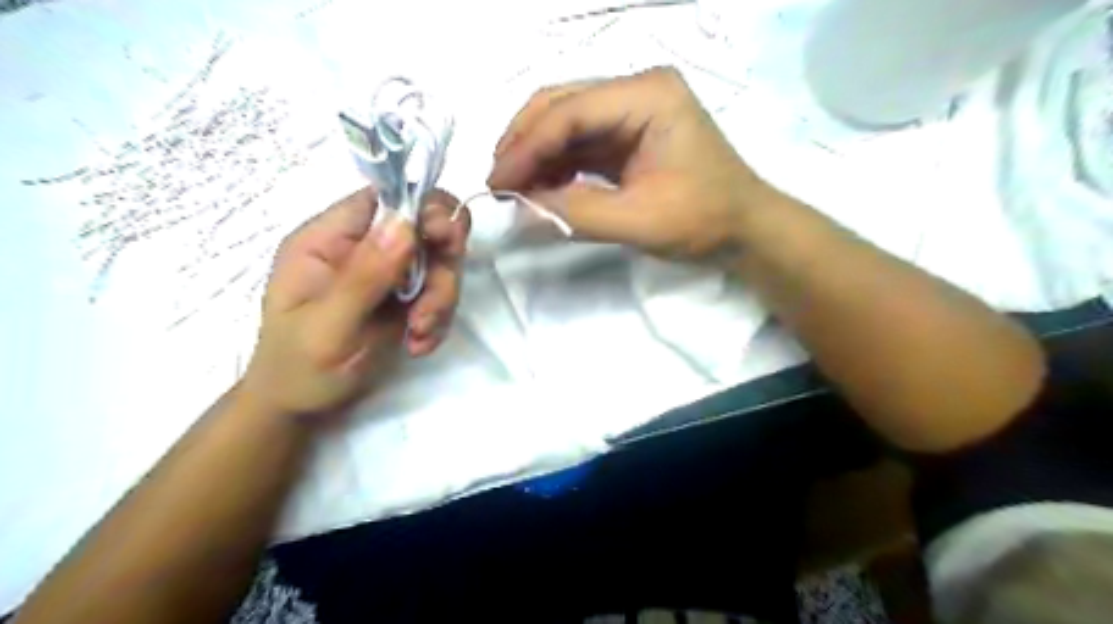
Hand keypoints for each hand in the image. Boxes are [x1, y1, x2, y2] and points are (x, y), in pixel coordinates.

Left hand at [245, 185, 467, 418]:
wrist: (301, 406)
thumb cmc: (299, 367)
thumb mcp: (328, 326)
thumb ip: (364, 276)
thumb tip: (405, 222)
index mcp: (329, 239)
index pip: (384, 198)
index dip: (423, 208)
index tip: (446, 240)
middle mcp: (363, 248)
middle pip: (425, 230)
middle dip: (440, 269)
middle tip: (430, 308)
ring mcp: (387, 273)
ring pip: (440, 264)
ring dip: (440, 301)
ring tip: (419, 335)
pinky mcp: (405, 298)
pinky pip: (440, 294)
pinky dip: (438, 320)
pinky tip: (418, 344)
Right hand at [488, 66, 774, 260]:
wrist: (743, 229)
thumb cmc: (704, 220)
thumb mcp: (640, 221)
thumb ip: (578, 212)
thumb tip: (524, 206)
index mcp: (648, 96)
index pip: (571, 112)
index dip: (527, 147)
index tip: (496, 182)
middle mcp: (636, 91)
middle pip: (562, 105)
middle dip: (524, 143)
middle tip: (498, 182)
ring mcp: (632, 111)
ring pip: (566, 123)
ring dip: (536, 155)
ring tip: (514, 188)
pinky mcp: (627, 135)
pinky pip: (580, 143)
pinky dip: (556, 164)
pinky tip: (541, 187)